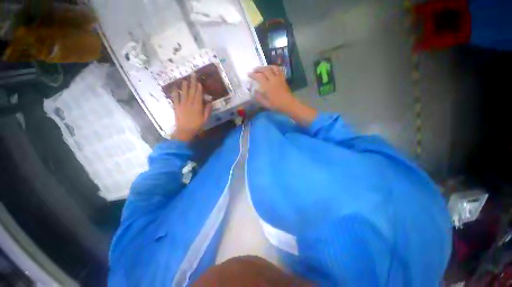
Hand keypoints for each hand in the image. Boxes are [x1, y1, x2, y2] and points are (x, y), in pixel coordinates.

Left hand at [170, 74, 211, 141]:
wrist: (185, 131)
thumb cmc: (197, 126)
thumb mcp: (205, 119)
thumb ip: (207, 110)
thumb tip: (210, 102)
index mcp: (197, 106)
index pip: (198, 95)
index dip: (199, 88)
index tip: (199, 82)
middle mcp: (190, 103)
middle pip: (191, 91)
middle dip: (192, 83)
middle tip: (192, 75)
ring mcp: (182, 104)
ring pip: (183, 93)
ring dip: (184, 86)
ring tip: (185, 79)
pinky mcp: (176, 107)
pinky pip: (175, 98)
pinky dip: (175, 93)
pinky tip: (175, 88)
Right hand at [249, 66, 294, 113]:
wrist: (288, 104)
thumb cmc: (277, 105)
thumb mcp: (266, 104)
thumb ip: (259, 97)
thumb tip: (254, 91)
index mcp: (268, 86)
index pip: (259, 77)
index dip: (253, 75)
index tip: (248, 74)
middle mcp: (273, 80)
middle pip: (265, 70)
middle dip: (258, 69)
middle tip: (254, 70)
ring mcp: (279, 78)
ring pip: (272, 68)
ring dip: (266, 66)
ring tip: (262, 68)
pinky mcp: (283, 78)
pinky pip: (279, 70)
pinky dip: (274, 67)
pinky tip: (271, 69)